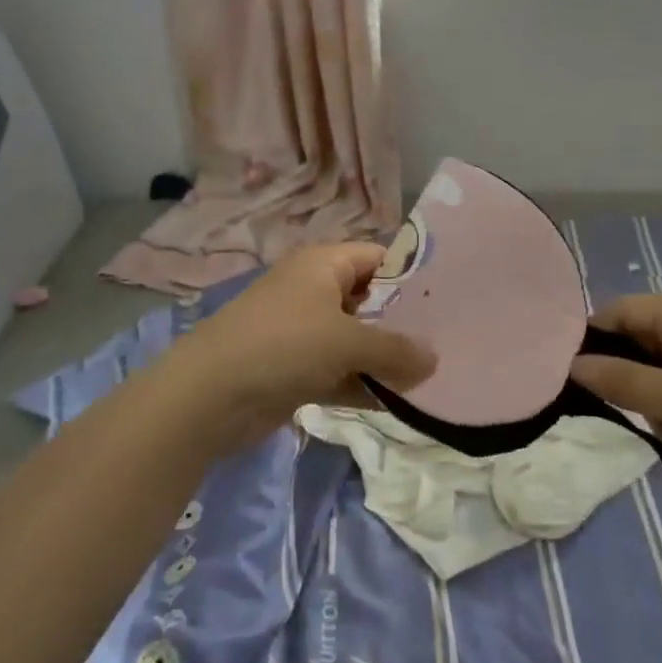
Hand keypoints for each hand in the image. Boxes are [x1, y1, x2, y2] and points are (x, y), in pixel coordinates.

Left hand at [165, 242, 436, 456]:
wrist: (210, 395)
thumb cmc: (283, 345)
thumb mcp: (346, 341)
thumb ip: (394, 349)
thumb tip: (434, 360)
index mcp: (322, 265)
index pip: (377, 257)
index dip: (412, 274)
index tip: (451, 298)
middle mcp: (313, 292)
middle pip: (369, 301)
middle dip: (404, 323)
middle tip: (449, 341)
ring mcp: (303, 333)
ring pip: (356, 341)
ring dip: (385, 360)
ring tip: (434, 377)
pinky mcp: (295, 371)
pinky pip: (340, 373)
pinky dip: (364, 385)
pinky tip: (399, 404)